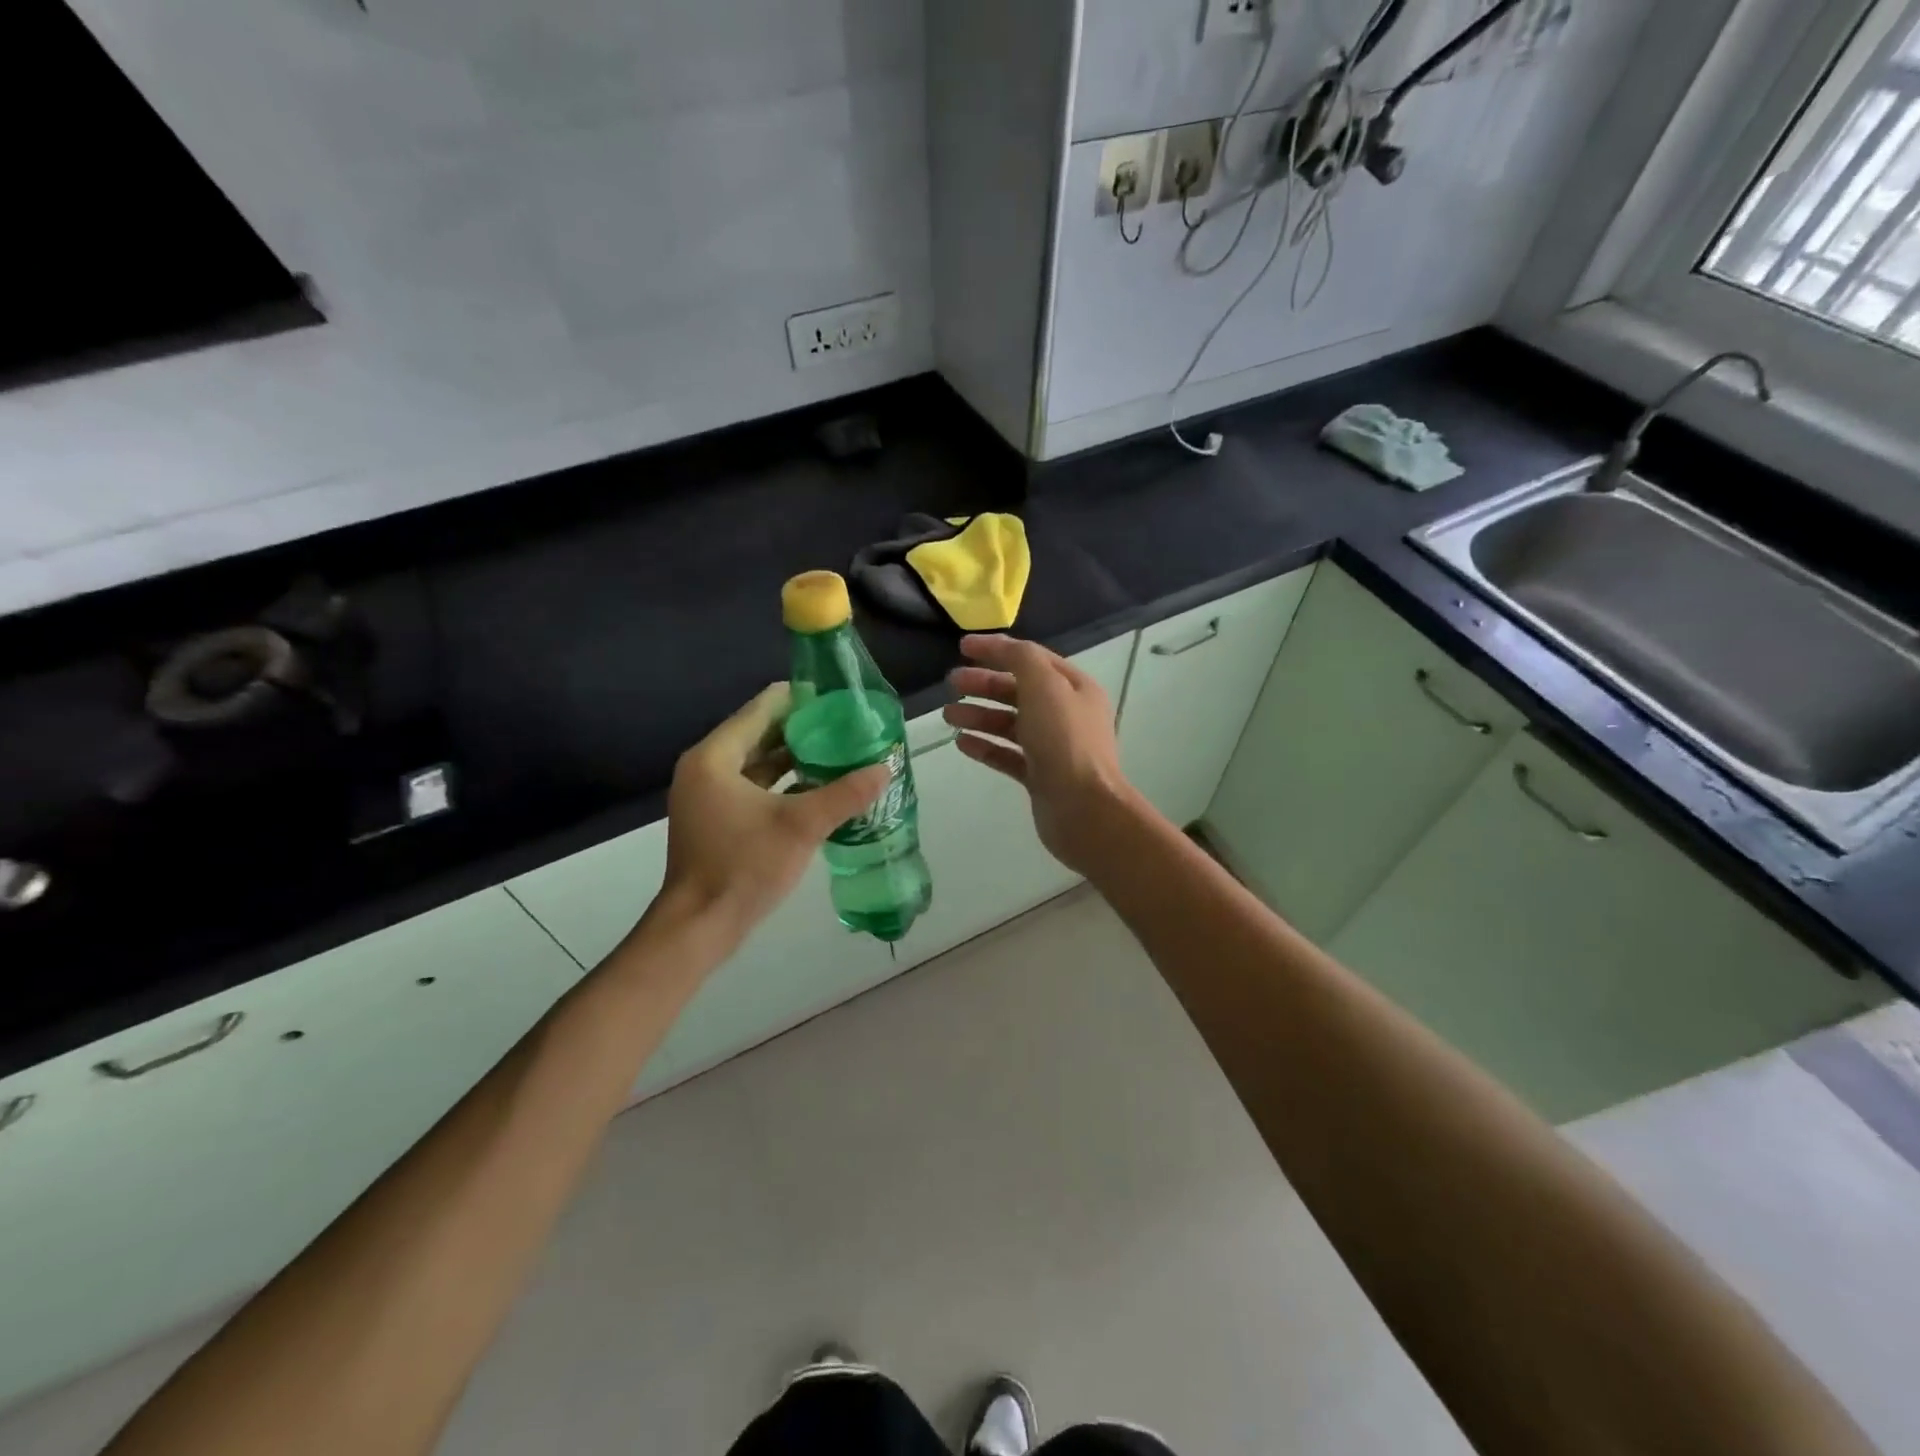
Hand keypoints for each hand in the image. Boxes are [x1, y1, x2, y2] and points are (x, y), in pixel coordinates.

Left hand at [657, 684, 887, 939]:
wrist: (700, 926)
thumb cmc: (744, 866)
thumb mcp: (801, 827)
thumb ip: (845, 794)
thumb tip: (886, 768)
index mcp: (715, 757)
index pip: (762, 708)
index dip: (801, 698)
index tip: (838, 698)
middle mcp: (706, 768)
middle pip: (759, 732)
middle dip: (803, 728)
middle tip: (846, 725)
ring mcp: (708, 795)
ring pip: (757, 761)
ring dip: (795, 756)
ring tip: (839, 750)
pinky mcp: (716, 818)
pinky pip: (753, 786)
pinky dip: (783, 782)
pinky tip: (818, 786)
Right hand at [943, 635, 1140, 875]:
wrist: (1083, 808)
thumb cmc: (1064, 740)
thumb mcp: (1044, 685)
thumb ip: (1020, 659)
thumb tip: (1000, 647)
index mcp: (1074, 687)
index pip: (1032, 658)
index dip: (997, 649)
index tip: (962, 647)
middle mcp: (1066, 714)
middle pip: (1019, 691)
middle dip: (984, 685)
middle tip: (951, 683)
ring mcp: (1053, 748)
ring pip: (1010, 724)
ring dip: (979, 716)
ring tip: (948, 716)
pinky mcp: (1040, 777)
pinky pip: (1008, 755)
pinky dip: (985, 747)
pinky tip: (961, 743)